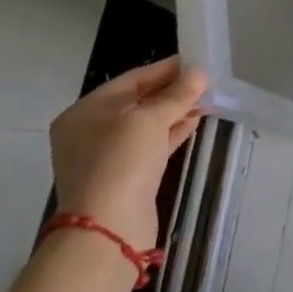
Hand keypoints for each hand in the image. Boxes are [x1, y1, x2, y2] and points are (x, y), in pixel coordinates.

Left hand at [49, 56, 209, 251]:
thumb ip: (176, 94)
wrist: (108, 229)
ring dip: (176, 111)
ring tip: (207, 99)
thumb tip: (199, 73)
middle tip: (206, 81)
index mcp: (85, 112)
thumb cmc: (121, 162)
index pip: (131, 80)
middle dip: (172, 91)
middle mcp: (91, 132)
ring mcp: (107, 157)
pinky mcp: (125, 177)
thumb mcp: (150, 120)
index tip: (196, 61)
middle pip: (138, 101)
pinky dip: (172, 132)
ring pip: (147, 124)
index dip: (165, 69)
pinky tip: (196, 121)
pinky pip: (151, 145)